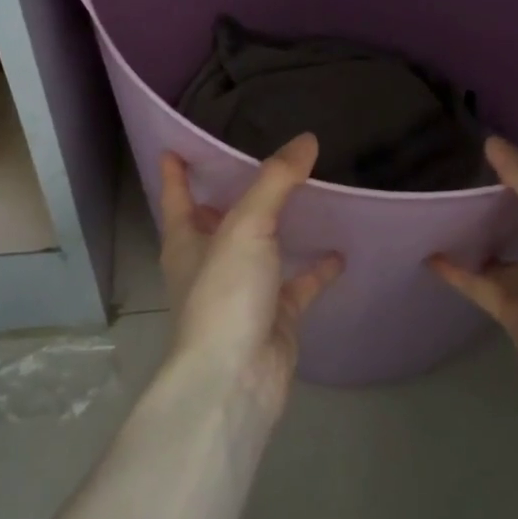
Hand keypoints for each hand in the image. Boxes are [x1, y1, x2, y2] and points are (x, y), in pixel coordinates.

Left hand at [158, 134, 343, 417]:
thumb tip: (306, 139)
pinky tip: (341, 250)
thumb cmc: (225, 295)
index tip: (176, 145)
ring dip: (278, 228)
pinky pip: (298, 284)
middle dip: (232, 194)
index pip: (176, 197)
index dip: (176, 172)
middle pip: (219, 221)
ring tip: (307, 194)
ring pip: (261, 250)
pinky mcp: (275, 316)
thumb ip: (276, 180)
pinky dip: (317, 269)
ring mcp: (243, 291)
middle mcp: (211, 264)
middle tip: (261, 159)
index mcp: (187, 241)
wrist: (236, 379)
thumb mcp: (246, 226)